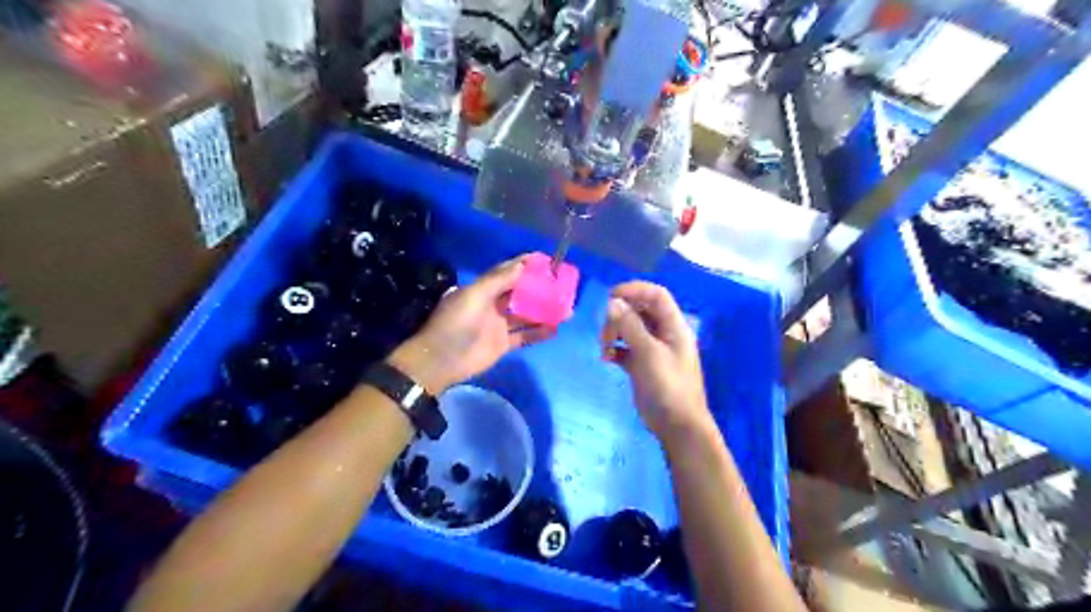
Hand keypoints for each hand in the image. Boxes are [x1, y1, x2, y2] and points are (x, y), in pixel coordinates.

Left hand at [387, 257, 553, 394]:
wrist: (441, 361)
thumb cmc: (456, 323)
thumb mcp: (474, 296)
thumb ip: (498, 281)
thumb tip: (522, 265)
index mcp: (482, 289)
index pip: (507, 272)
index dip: (524, 265)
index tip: (546, 260)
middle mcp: (492, 304)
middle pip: (519, 292)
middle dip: (538, 287)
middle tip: (561, 284)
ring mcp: (499, 325)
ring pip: (525, 314)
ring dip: (542, 310)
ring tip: (564, 306)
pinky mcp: (503, 344)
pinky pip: (525, 336)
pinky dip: (539, 333)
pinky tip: (555, 329)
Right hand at [600, 281, 712, 443]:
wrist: (677, 426)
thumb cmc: (668, 387)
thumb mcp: (649, 353)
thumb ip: (631, 326)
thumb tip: (613, 302)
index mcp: (674, 326)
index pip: (656, 295)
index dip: (634, 290)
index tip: (610, 297)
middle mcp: (664, 334)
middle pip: (639, 310)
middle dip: (619, 315)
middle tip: (606, 331)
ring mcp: (653, 350)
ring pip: (630, 329)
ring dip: (614, 332)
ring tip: (605, 348)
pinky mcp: (642, 365)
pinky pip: (625, 348)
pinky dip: (614, 349)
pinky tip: (606, 359)